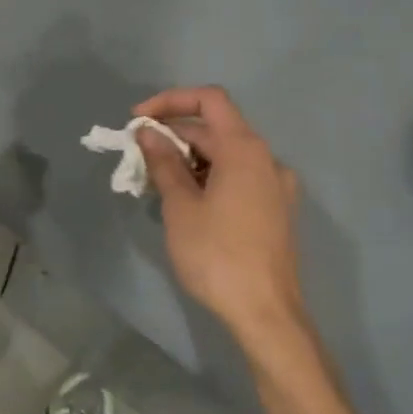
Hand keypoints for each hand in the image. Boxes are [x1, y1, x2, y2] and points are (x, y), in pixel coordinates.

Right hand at [134, 86, 308, 348]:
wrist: (266, 314)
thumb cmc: (217, 255)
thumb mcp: (181, 206)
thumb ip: (164, 162)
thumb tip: (149, 133)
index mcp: (245, 149)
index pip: (209, 99)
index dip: (170, 101)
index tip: (138, 121)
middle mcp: (266, 159)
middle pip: (215, 129)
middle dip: (173, 136)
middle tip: (137, 160)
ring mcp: (275, 185)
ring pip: (225, 155)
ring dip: (188, 160)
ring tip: (155, 185)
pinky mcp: (275, 210)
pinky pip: (237, 177)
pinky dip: (208, 178)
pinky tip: (185, 203)